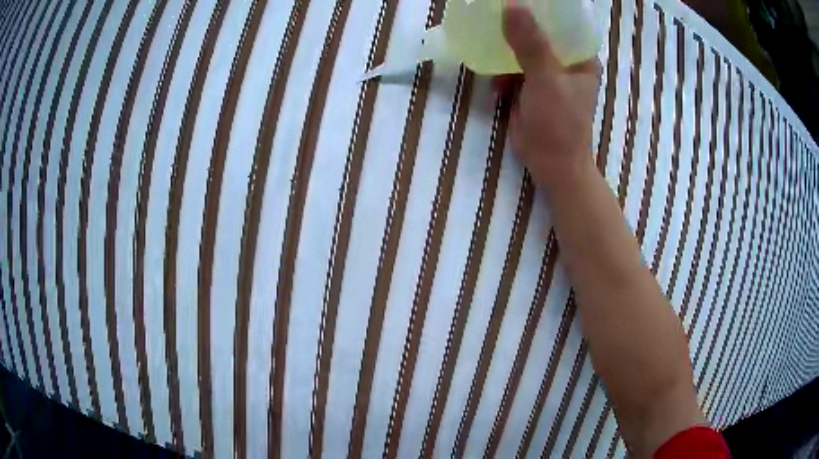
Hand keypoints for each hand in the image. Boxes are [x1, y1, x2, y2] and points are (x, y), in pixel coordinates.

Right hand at [499, 2, 600, 191]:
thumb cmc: (560, 123)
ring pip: (521, 50)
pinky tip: (495, 86)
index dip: (540, 8)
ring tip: (490, 55)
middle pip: (538, 32)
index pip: (561, 21)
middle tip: (491, 16)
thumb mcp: (546, 79)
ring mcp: (546, 74)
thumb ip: (530, 44)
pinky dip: (500, 74)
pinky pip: (511, 69)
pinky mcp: (529, 88)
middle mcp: (564, 61)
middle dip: (515, 26)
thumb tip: (512, 5)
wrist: (551, 165)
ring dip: (503, 53)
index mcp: (580, 56)